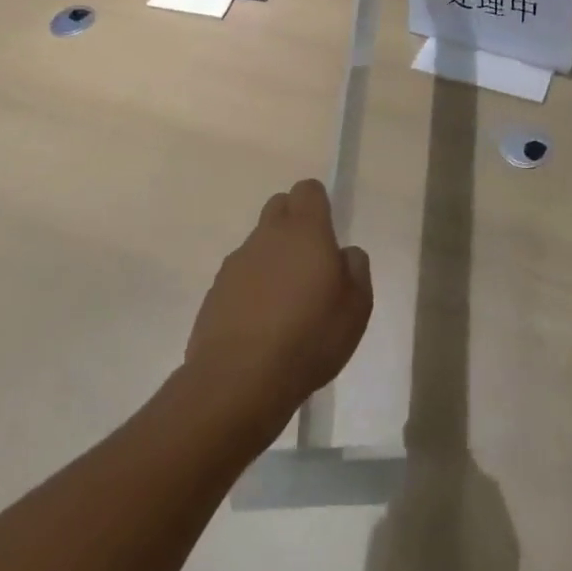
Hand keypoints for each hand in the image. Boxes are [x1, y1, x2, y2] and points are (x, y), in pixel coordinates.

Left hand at [185, 179, 372, 428]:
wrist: (239, 381)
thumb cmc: (310, 338)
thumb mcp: (357, 307)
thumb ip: (356, 269)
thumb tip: (344, 253)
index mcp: (305, 231)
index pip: (308, 190)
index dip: (318, 203)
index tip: (327, 231)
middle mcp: (267, 236)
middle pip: (279, 207)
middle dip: (294, 223)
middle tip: (309, 262)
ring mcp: (236, 263)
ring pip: (258, 244)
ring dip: (272, 259)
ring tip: (286, 303)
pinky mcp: (215, 292)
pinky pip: (240, 276)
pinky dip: (252, 289)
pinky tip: (261, 324)